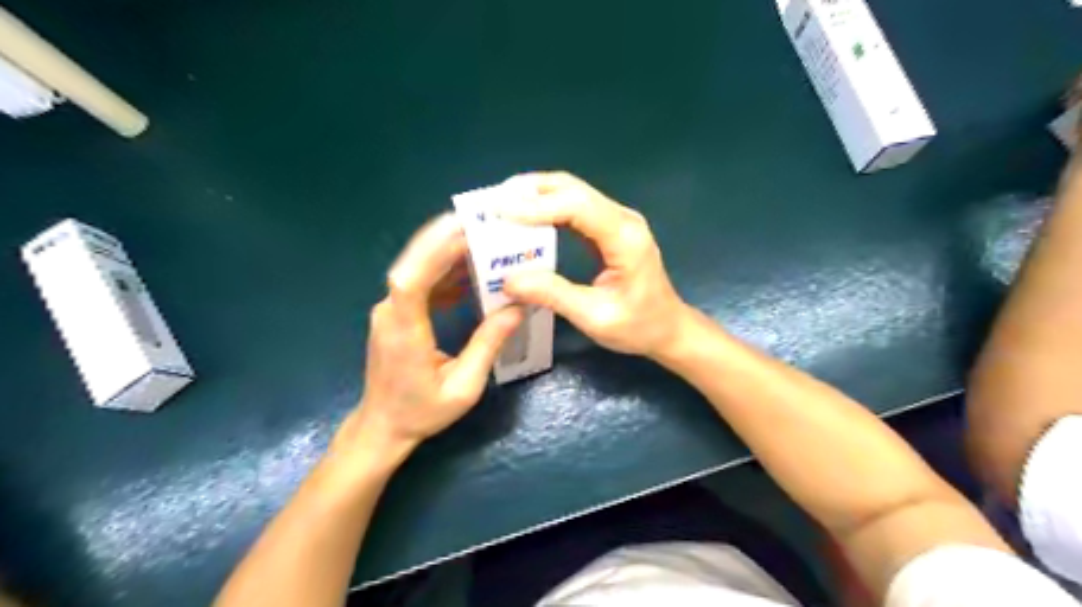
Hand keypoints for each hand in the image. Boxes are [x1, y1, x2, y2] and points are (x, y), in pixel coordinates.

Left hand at [336, 212, 523, 459]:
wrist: (384, 426)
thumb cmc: (422, 412)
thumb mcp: (463, 387)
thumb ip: (487, 346)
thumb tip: (516, 308)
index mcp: (404, 332)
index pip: (410, 281)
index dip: (432, 252)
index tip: (462, 229)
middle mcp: (391, 313)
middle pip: (414, 265)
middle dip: (447, 241)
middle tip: (486, 224)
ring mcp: (391, 311)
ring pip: (418, 269)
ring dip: (449, 253)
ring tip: (485, 240)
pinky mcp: (398, 313)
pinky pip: (422, 283)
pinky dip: (446, 272)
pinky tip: (472, 271)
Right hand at [503, 170, 688, 358]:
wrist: (668, 328)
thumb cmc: (638, 326)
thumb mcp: (594, 317)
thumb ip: (554, 295)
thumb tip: (509, 280)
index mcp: (624, 237)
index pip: (576, 206)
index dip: (535, 205)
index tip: (498, 211)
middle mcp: (622, 219)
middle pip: (572, 189)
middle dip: (529, 191)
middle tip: (491, 204)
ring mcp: (617, 220)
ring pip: (572, 192)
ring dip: (536, 195)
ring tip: (500, 207)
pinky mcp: (609, 228)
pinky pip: (575, 207)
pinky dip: (546, 207)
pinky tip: (525, 217)